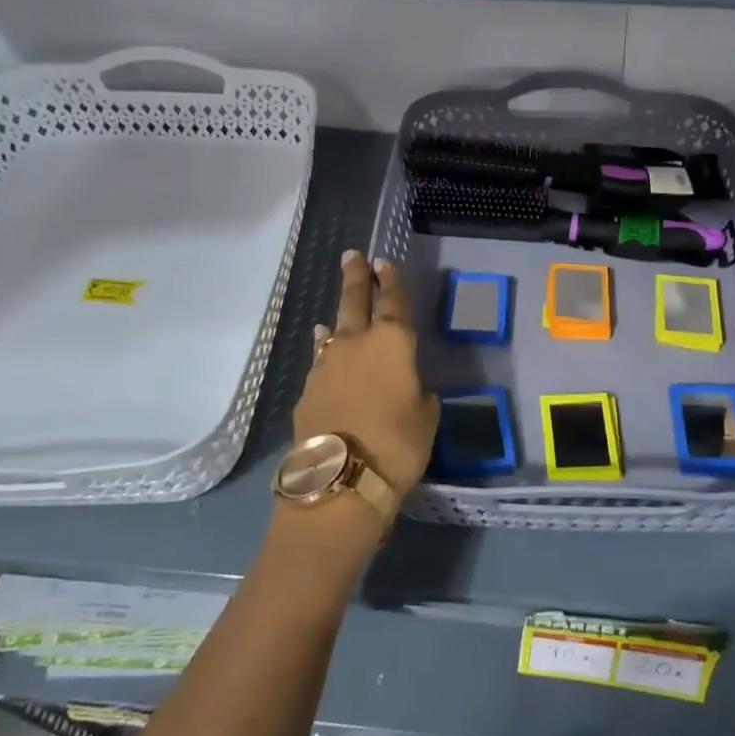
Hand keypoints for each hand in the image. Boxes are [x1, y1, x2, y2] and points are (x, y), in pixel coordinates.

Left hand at [290, 251, 438, 500]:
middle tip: (352, 256)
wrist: (340, 478)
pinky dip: (325, 352)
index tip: (383, 262)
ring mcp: (326, 365)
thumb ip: (418, 393)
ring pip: (333, 332)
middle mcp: (356, 344)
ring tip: (336, 311)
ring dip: (337, 318)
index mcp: (393, 343)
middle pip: (354, 302)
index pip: (393, 302)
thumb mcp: (426, 417)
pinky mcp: (308, 390)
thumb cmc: (397, 444)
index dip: (390, 281)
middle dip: (356, 277)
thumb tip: (406, 388)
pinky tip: (324, 351)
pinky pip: (320, 361)